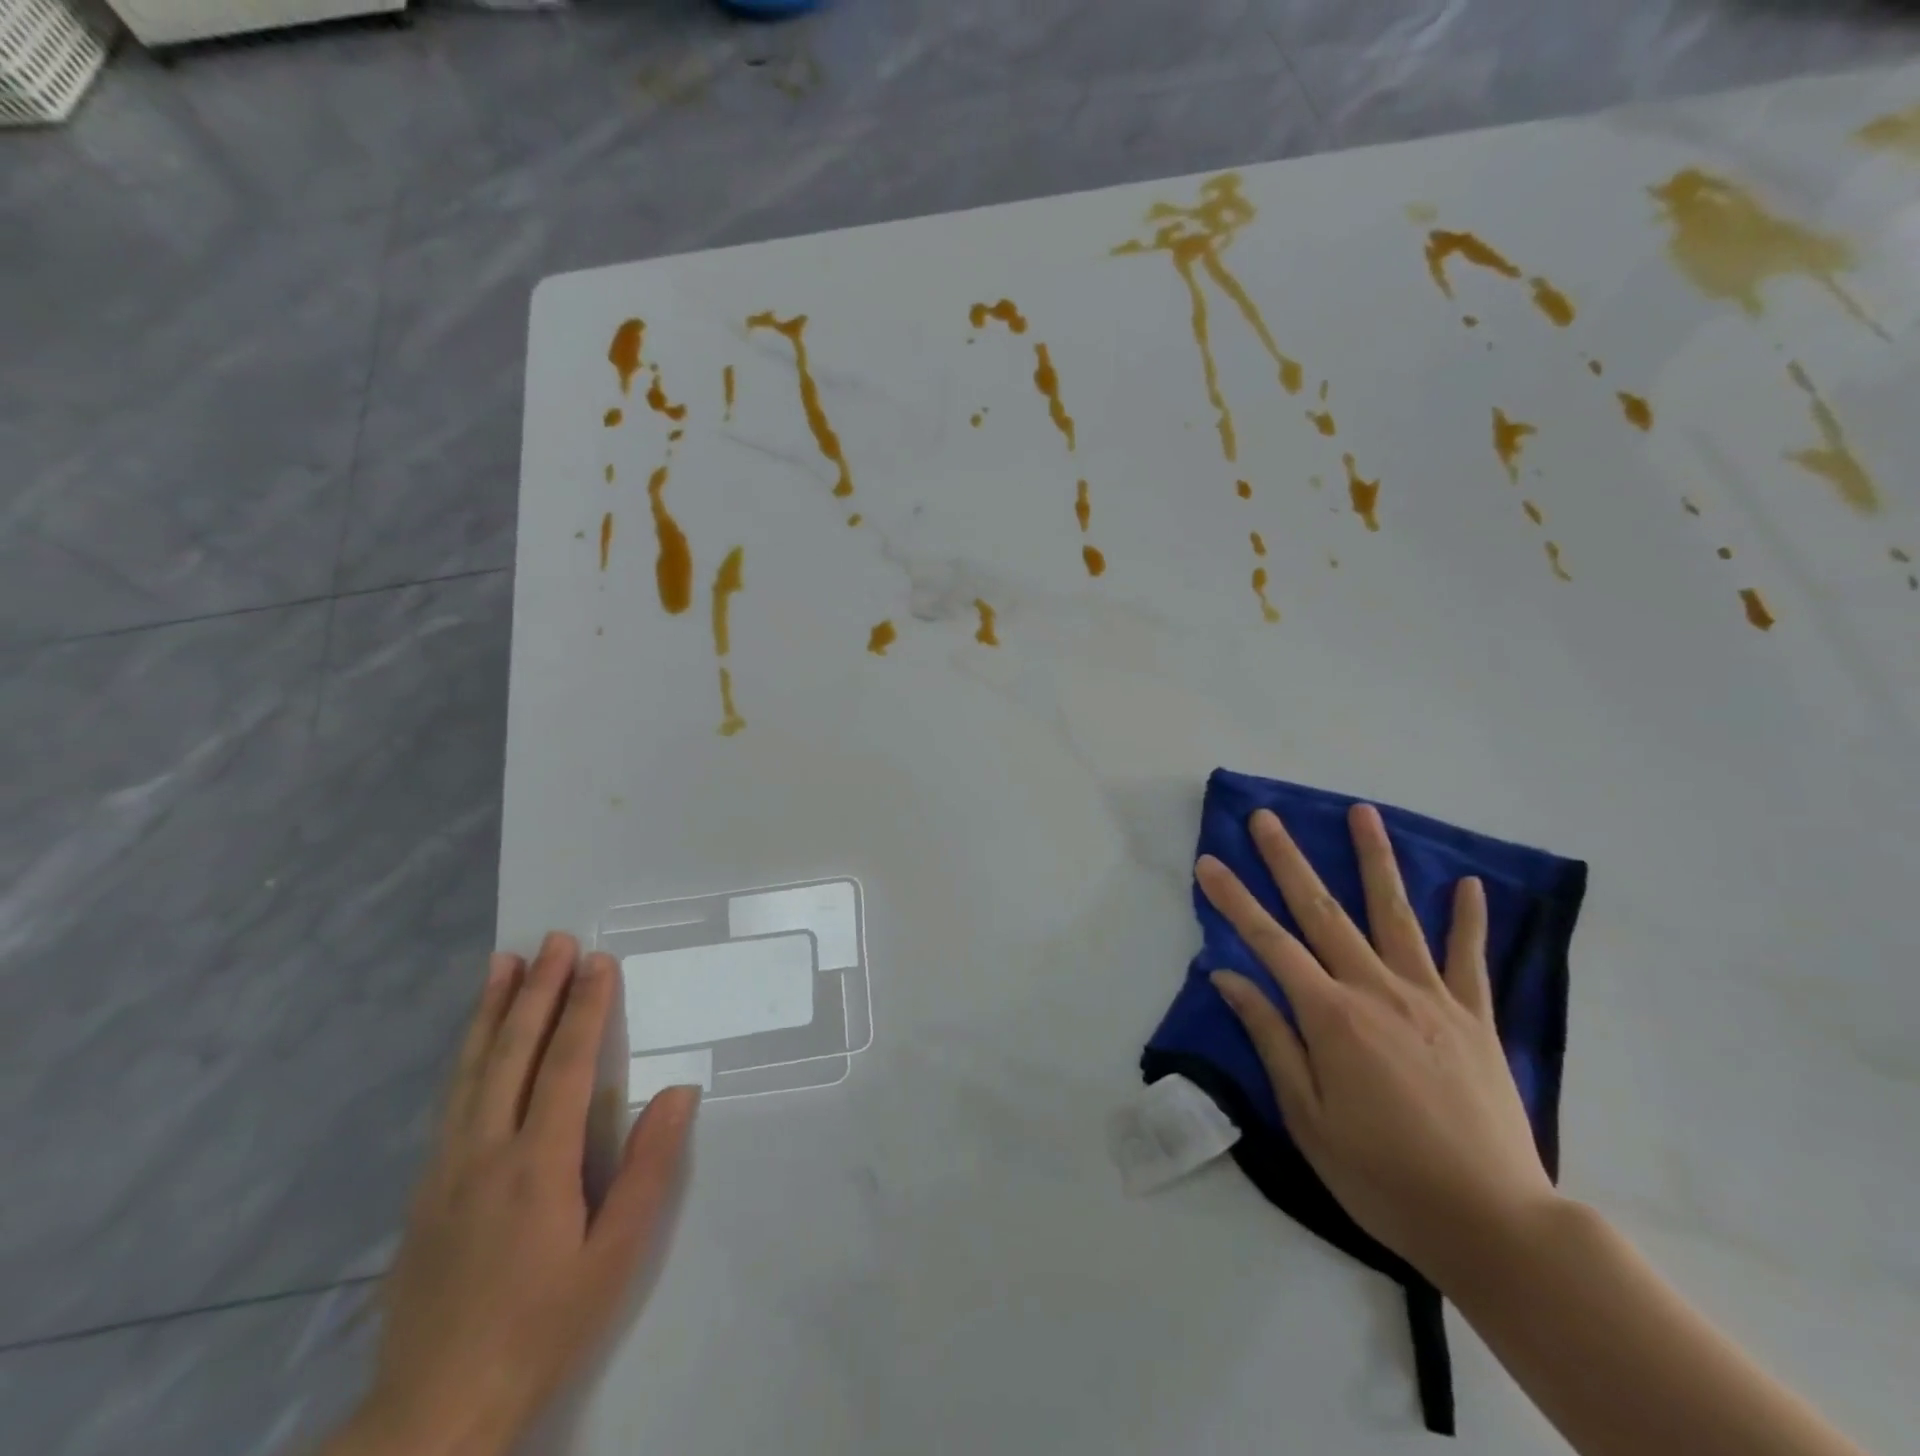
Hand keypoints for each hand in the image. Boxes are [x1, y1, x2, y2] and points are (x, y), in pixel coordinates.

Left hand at [358, 933, 698, 1455]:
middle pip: (512, 1053)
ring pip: (469, 1070)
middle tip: (554, 940)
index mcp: (538, 1165)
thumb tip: (678, 1091)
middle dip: (537, 991)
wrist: (433, 1411)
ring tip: (503, 964)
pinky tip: (473, 1041)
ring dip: (489, 1011)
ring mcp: (446, 1168)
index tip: (598, 961)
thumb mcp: (615, 1256)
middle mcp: (485, 1152)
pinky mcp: (423, 1189)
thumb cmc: (544, 1326)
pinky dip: (463, 1056)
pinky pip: (449, 1101)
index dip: (585, 1009)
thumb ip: (648, 1169)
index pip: (567, 1065)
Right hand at [1197, 805, 1556, 1288]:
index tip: (1208, 862)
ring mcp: (1432, 999)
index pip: (1269, 942)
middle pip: (1323, 911)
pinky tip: (1467, 883)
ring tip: (1362, 813)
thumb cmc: (1383, 1176)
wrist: (1495, 1224)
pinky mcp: (1476, 1019)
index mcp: (1331, 1016)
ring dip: (1375, 860)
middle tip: (1266, 818)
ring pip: (1396, 915)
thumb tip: (1229, 977)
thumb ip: (1271, 1037)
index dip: (1234, 899)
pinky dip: (1468, 919)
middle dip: (1288, 860)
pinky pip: (1469, 959)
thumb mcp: (1306, 1116)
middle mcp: (1377, 991)